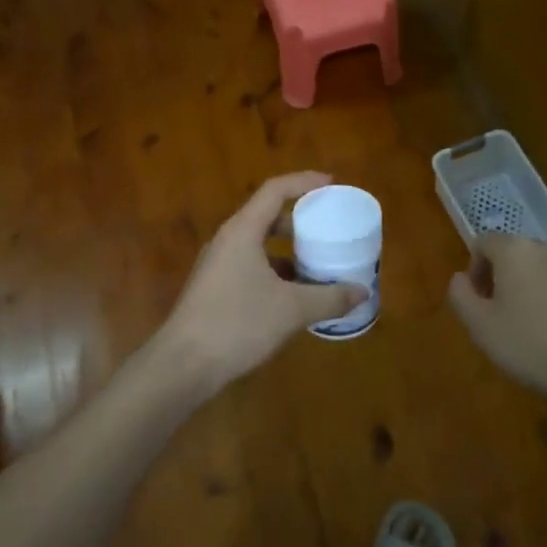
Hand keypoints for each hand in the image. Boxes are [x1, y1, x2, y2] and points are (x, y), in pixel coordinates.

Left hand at [153, 172, 366, 391]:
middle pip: (266, 215)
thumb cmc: (238, 324)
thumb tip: (362, 292)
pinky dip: (275, 271)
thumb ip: (330, 298)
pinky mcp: (214, 289)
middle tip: (327, 227)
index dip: (304, 182)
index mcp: (242, 231)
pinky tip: (294, 296)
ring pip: (258, 245)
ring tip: (317, 264)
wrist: (183, 365)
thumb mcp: (292, 310)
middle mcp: (227, 241)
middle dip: (299, 219)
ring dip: (287, 250)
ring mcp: (217, 265)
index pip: (274, 190)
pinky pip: (250, 267)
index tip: (331, 184)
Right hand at [447, 235, 546, 406]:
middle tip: (506, 313)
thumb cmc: (529, 347)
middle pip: (520, 253)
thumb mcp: (479, 327)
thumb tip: (460, 278)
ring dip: (541, 286)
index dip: (476, 268)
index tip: (479, 299)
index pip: (484, 243)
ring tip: (542, 324)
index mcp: (516, 251)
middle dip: (509, 276)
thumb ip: (460, 295)